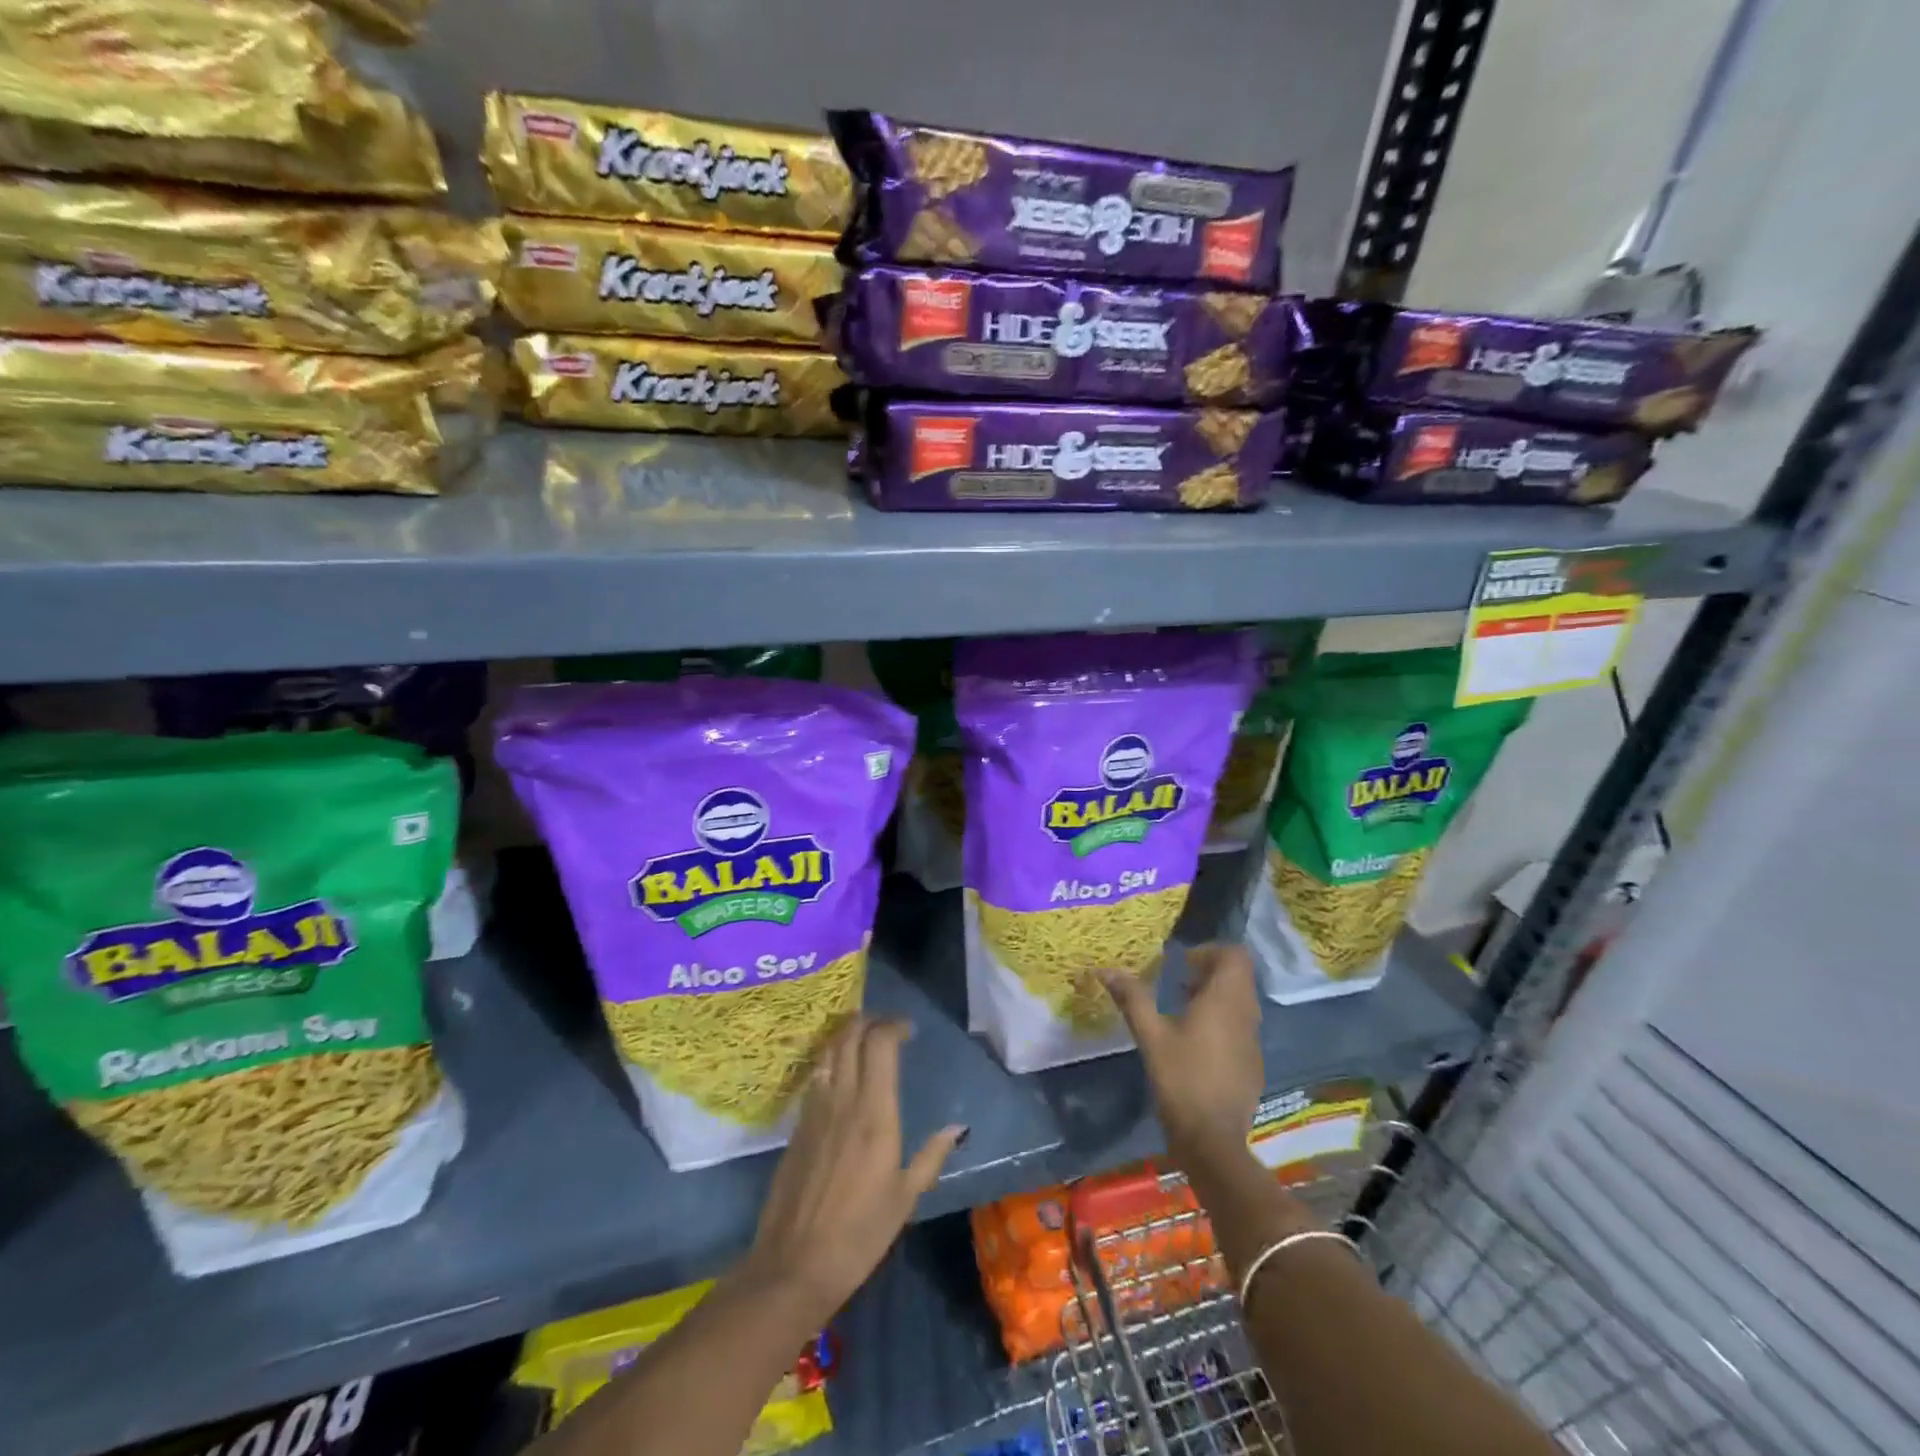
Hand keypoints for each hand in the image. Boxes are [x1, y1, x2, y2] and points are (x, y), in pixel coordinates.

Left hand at [735, 1016, 964, 1329]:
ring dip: (845, 1035)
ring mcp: (814, 1109)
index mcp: (874, 1112)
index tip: (909, 1030)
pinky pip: (815, 1076)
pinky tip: (839, 1075)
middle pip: (849, 1036)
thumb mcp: (905, 1198)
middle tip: (886, 1026)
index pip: (880, 1044)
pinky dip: (829, 1061)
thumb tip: (957, 1127)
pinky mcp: (796, 1125)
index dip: (894, 1026)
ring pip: (827, 1051)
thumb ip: (931, 1156)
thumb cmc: (859, 1235)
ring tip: (862, 1040)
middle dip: (868, 1020)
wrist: (794, 1265)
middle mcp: (843, 1099)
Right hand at [1101, 943, 1265, 1170]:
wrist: (1213, 1141)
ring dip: (1215, 995)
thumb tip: (1105, 969)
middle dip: (1209, 971)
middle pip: (1238, 976)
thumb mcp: (1151, 1035)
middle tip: (1178, 981)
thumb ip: (1133, 998)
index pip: (1235, 955)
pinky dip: (1222, 1020)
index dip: (1210, 951)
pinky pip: (1241, 1026)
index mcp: (1225, 1000)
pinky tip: (1195, 1042)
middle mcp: (1246, 1014)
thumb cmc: (1181, 1080)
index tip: (1182, 963)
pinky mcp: (1252, 1063)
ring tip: (1181, 1008)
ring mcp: (1253, 1041)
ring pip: (1241, 1001)